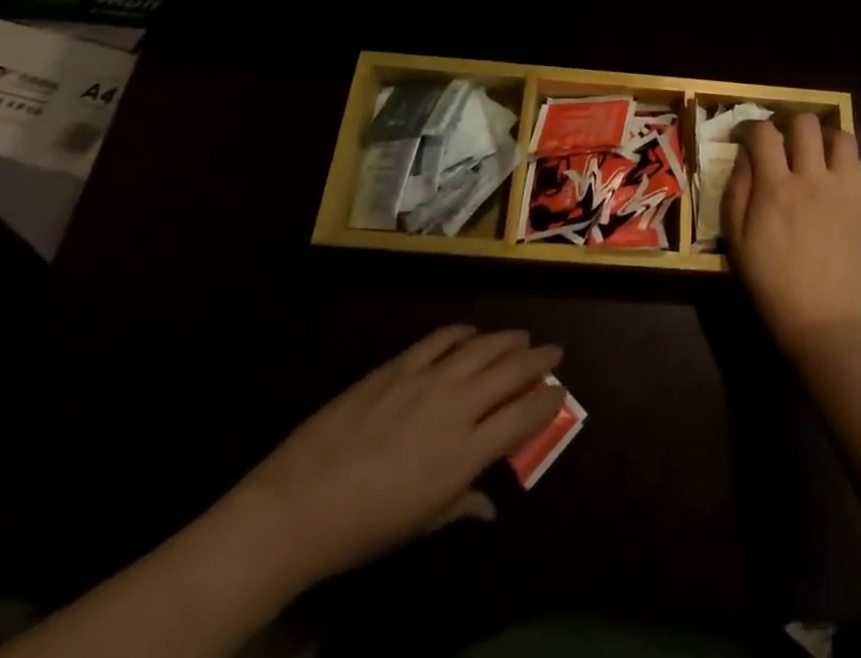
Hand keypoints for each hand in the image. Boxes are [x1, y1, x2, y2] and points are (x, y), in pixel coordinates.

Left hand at [238, 326, 563, 586]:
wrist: (299, 505)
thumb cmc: (365, 528)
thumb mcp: (421, 524)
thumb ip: (462, 504)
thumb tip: (490, 504)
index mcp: (466, 452)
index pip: (524, 417)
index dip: (549, 400)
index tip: (561, 390)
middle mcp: (457, 407)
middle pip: (510, 373)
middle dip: (538, 359)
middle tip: (554, 350)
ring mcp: (427, 379)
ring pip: (482, 347)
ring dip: (507, 339)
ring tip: (522, 336)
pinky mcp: (399, 365)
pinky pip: (440, 338)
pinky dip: (461, 332)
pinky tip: (470, 332)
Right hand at [723, 114, 860, 355]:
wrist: (822, 320)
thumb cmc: (771, 282)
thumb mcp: (736, 239)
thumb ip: (737, 189)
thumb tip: (745, 154)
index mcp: (775, 188)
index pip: (764, 132)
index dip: (750, 126)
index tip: (744, 136)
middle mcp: (811, 178)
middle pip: (805, 122)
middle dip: (787, 122)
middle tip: (780, 140)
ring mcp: (843, 189)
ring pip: (840, 135)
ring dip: (822, 136)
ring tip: (812, 151)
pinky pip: (860, 163)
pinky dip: (845, 160)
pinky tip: (833, 175)